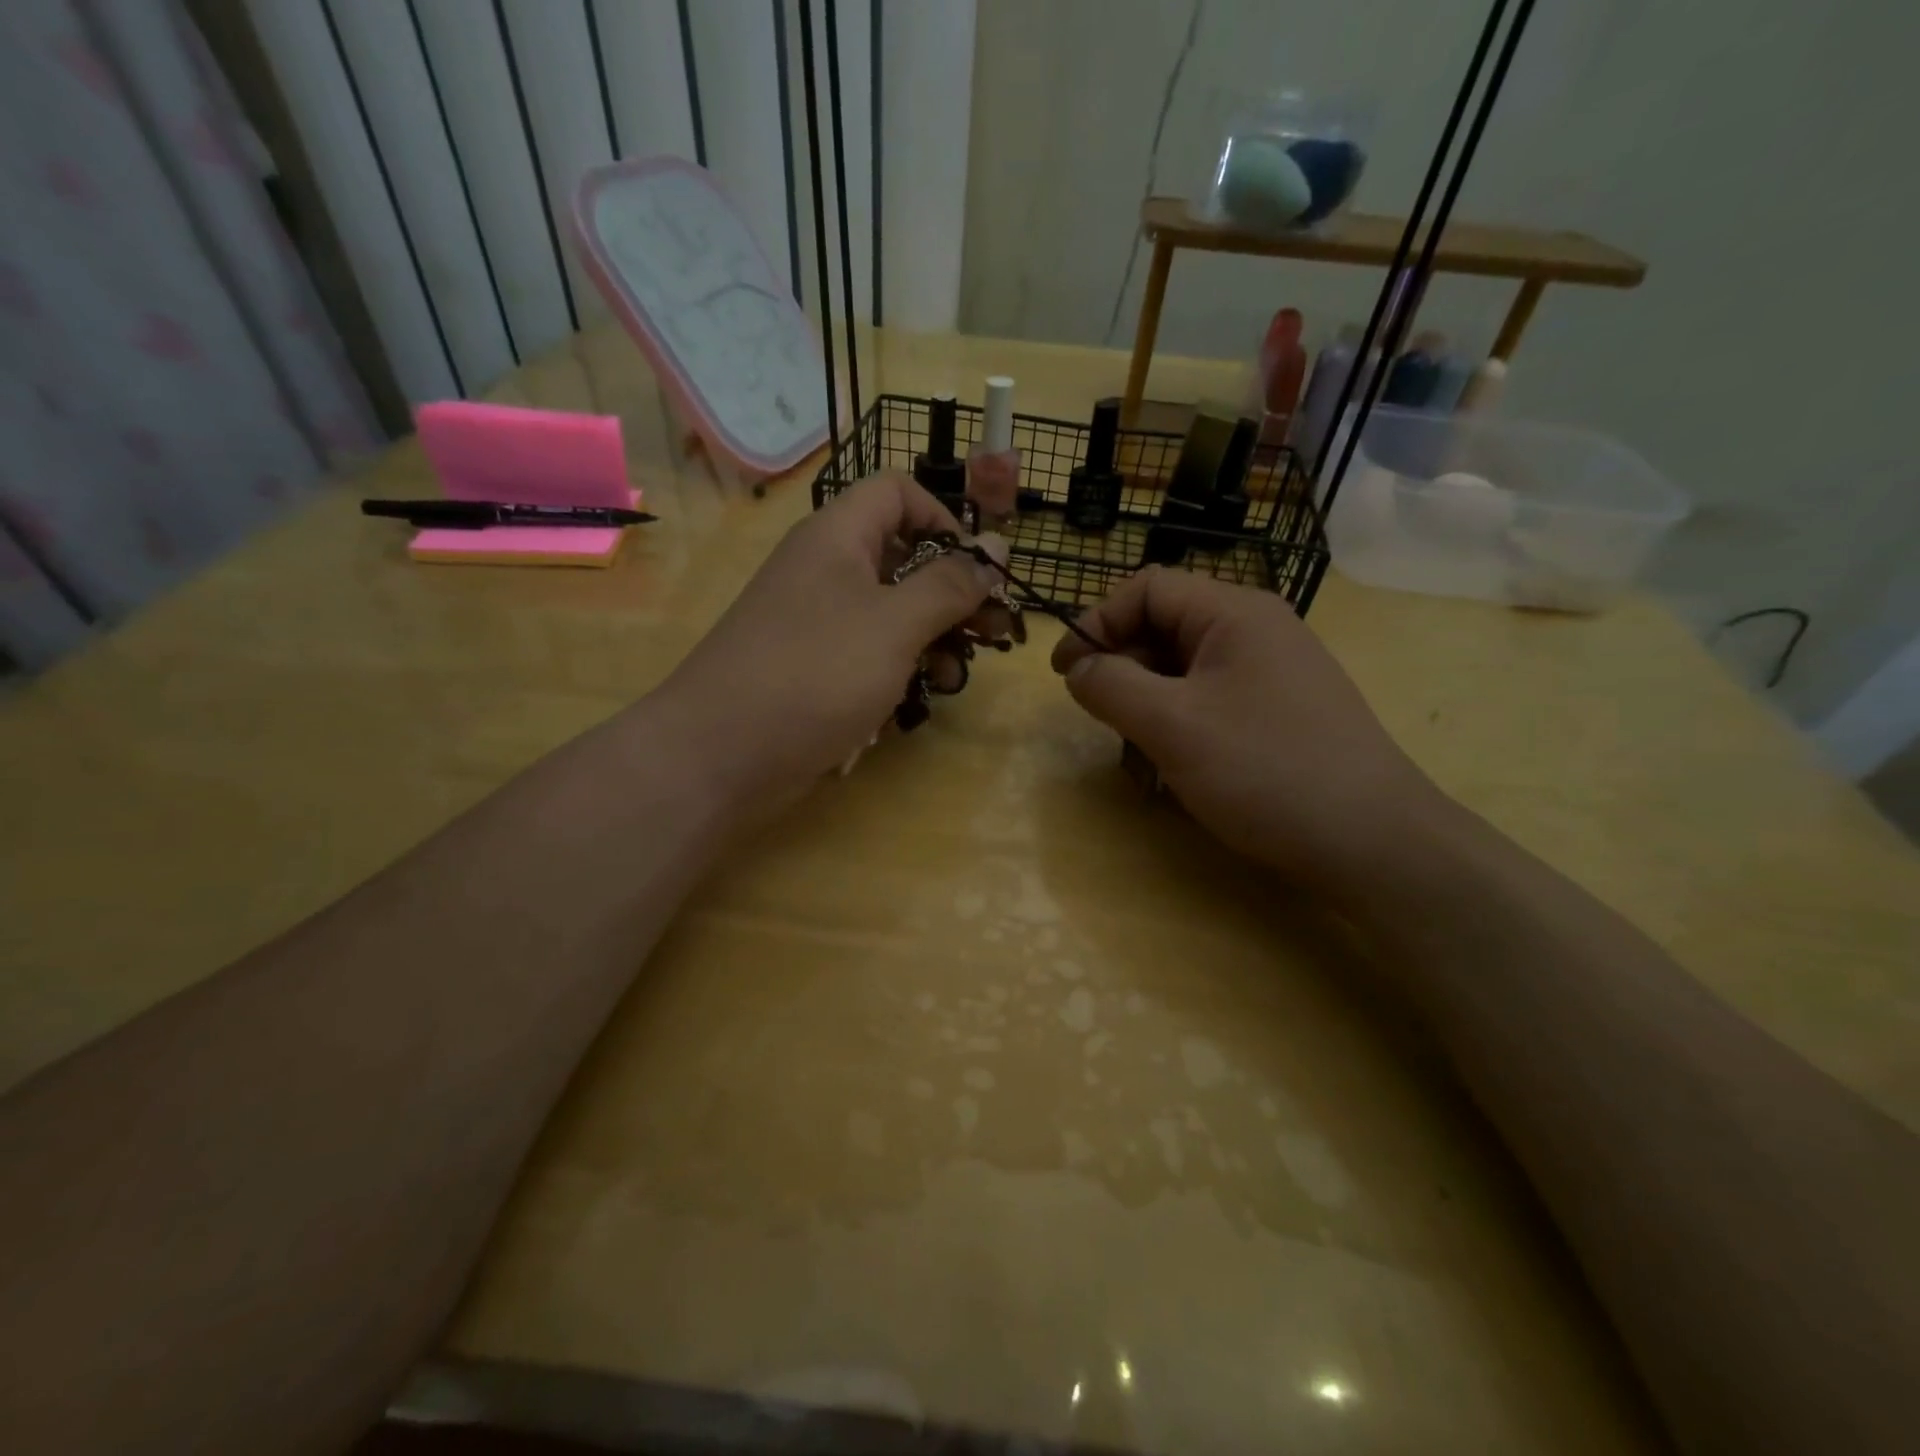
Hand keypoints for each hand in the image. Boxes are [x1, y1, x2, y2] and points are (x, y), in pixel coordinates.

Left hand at [659, 474, 1003, 813]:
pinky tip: (910, 706)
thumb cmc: (816, 673)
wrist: (720, 755)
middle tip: (991, 634)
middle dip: (950, 594)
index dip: (944, 518)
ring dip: (929, 641)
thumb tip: (998, 544)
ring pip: (888, 614)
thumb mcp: (895, 624)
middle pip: (901, 558)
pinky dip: (894, 674)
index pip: (897, 492)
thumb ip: (950, 584)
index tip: (977, 569)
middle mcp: (824, 571)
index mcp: (838, 537)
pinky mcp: (812, 670)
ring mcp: (815, 623)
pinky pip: (866, 656)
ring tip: (952, 677)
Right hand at [1051, 569, 1446, 894]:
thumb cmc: (1265, 770)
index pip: (1146, 589)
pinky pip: (1210, 705)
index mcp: (1234, 613)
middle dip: (1123, 674)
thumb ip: (1111, 686)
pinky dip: (1180, 730)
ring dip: (1148, 711)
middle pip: (1163, 630)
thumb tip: (1078, 667)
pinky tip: (1176, 774)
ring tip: (1143, 763)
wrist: (1373, 843)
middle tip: (1103, 723)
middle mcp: (1255, 631)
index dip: (1096, 623)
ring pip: (1182, 674)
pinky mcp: (1278, 714)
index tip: (1064, 672)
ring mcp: (1271, 674)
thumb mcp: (1172, 726)